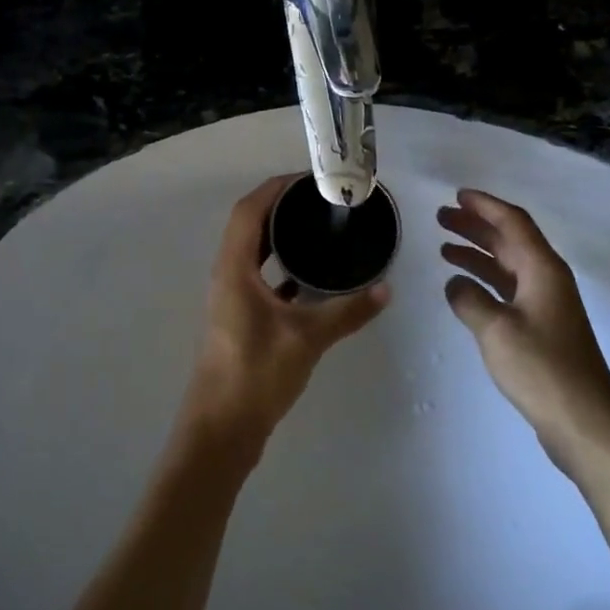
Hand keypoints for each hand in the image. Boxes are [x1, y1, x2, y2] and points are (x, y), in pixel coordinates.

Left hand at [177, 176, 389, 467]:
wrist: (222, 430)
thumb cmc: (256, 374)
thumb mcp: (308, 338)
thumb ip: (348, 311)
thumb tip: (387, 288)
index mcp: (234, 268)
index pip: (249, 210)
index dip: (276, 188)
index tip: (310, 179)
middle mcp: (228, 275)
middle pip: (251, 225)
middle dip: (283, 206)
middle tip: (323, 199)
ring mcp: (232, 298)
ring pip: (255, 252)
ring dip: (281, 236)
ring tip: (320, 227)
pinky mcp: (240, 318)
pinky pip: (261, 277)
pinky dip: (283, 267)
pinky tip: (313, 275)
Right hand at [438, 189, 609, 483]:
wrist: (585, 424)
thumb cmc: (542, 370)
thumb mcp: (496, 331)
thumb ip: (469, 300)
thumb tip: (454, 283)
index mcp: (543, 270)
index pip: (513, 223)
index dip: (484, 206)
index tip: (457, 195)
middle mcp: (548, 279)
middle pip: (510, 240)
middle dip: (476, 226)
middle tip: (441, 217)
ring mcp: (547, 304)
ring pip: (508, 265)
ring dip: (478, 253)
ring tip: (444, 247)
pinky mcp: (543, 328)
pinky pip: (509, 289)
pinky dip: (485, 281)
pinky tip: (463, 287)